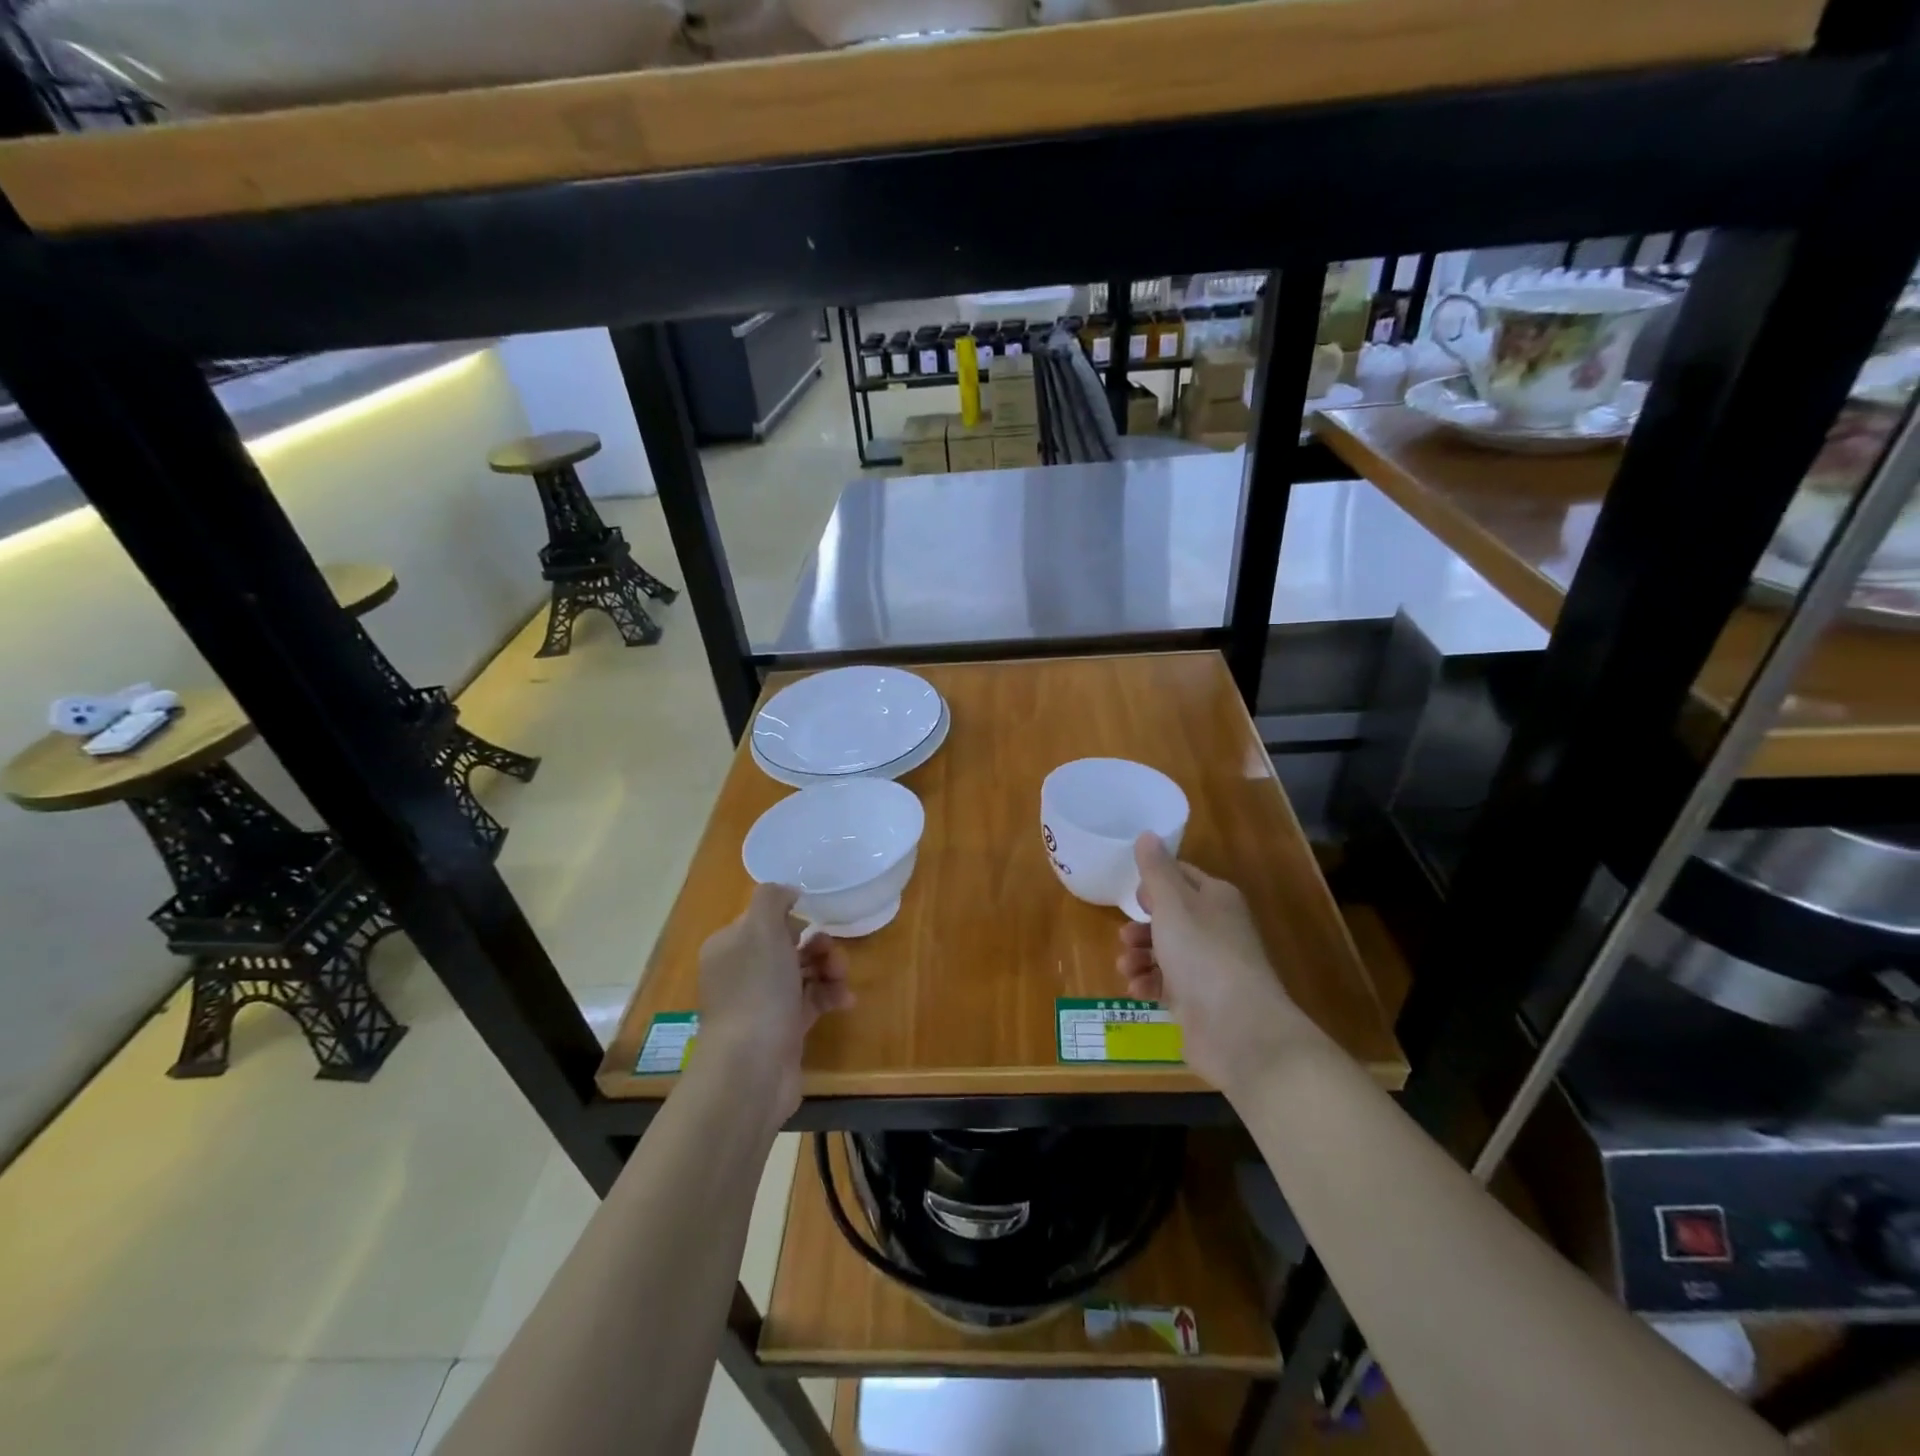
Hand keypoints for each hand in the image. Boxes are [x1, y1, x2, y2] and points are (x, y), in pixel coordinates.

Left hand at [695, 884, 853, 1126]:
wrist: (752, 1070)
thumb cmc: (757, 992)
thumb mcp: (760, 930)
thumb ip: (772, 899)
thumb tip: (788, 891)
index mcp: (729, 946)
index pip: (763, 919)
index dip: (790, 918)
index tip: (811, 923)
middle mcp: (742, 972)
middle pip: (787, 944)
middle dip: (817, 944)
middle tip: (832, 953)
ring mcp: (762, 1003)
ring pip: (803, 972)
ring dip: (829, 969)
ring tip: (841, 979)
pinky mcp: (783, 1029)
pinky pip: (812, 1001)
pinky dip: (830, 996)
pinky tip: (845, 1000)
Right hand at [1117, 834, 1319, 1098]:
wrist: (1238, 1029)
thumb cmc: (1202, 954)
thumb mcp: (1172, 904)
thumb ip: (1156, 870)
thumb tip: (1147, 835)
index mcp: (1216, 898)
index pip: (1182, 876)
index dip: (1155, 882)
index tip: (1133, 894)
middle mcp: (1216, 928)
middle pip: (1171, 917)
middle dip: (1142, 925)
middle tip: (1124, 936)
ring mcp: (1210, 967)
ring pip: (1166, 951)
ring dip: (1140, 956)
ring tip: (1126, 966)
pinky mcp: (1200, 1001)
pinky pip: (1167, 984)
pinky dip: (1149, 983)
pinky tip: (1136, 989)